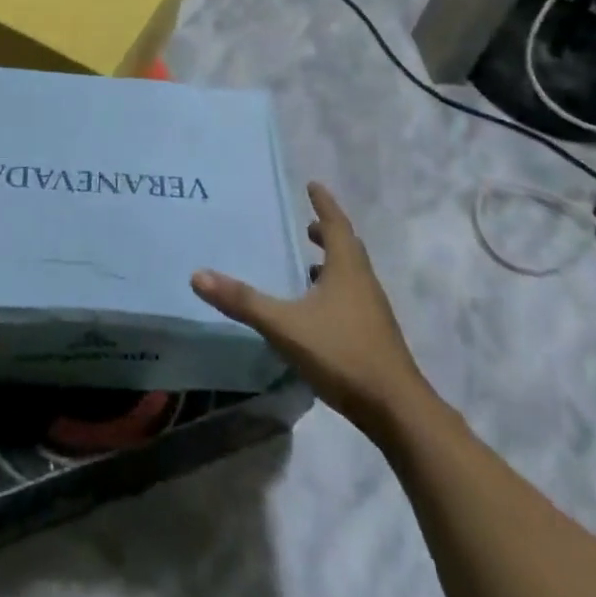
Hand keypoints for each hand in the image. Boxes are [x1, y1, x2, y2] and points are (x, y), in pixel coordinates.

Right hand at [192, 182, 425, 442]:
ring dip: (332, 263)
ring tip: (309, 266)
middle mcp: (363, 282)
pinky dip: (336, 291)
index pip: (336, 224)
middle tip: (307, 223)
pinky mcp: (375, 338)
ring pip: (352, 275)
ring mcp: (373, 312)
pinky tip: (318, 312)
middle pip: (347, 247)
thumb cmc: (343, 354)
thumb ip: (244, 301)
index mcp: (347, 268)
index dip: (324, 203)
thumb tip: (198, 275)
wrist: (397, 411)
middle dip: (328, 232)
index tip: (313, 185)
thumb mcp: (285, 326)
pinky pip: (353, 299)